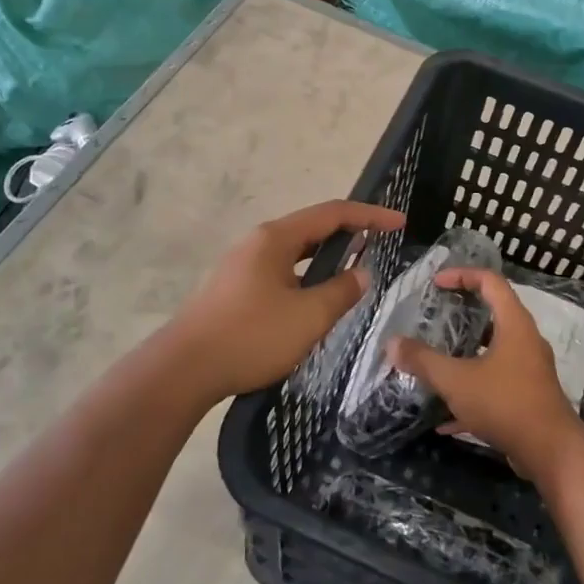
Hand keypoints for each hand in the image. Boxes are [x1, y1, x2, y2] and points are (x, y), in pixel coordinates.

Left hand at [165, 200, 404, 401]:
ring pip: (295, 252)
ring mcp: (242, 265)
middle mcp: (258, 242)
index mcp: (276, 238)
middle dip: (349, 233)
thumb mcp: (308, 317)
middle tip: (380, 245)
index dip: (370, 216)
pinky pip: (281, 271)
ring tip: (353, 271)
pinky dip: (306, 275)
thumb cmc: (250, 337)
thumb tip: (362, 273)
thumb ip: (341, 291)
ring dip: (326, 257)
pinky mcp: (234, 289)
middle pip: (312, 228)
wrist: (183, 370)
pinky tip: (314, 299)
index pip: (332, 213)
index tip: (400, 223)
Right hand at [388, 268, 583, 477]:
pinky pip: (495, 384)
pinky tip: (445, 419)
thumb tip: (392, 343)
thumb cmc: (505, 403)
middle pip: (494, 313)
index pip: (490, 281)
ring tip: (437, 360)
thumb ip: (423, 360)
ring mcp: (530, 370)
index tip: (435, 283)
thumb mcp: (456, 380)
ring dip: (466, 354)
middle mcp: (526, 340)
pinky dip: (472, 391)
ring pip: (494, 351)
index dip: (462, 275)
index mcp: (514, 324)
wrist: (551, 452)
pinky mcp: (528, 397)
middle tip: (435, 318)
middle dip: (463, 314)